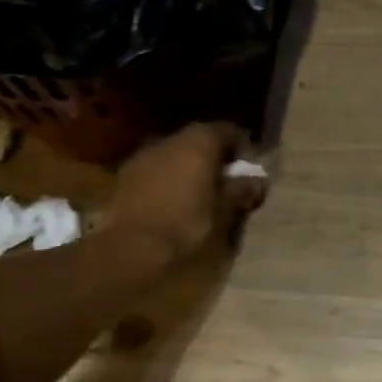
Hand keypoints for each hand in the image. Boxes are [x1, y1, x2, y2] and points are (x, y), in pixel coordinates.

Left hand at [106, 122, 266, 265]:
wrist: (130, 250)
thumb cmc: (186, 226)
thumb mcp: (224, 212)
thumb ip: (241, 191)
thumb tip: (257, 181)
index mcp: (199, 142)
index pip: (228, 131)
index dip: (243, 149)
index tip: (250, 172)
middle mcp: (169, 140)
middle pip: (199, 141)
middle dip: (214, 159)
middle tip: (226, 185)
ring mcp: (143, 156)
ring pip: (175, 155)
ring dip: (189, 170)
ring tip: (199, 197)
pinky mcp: (124, 177)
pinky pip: (155, 171)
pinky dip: (168, 181)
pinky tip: (172, 205)